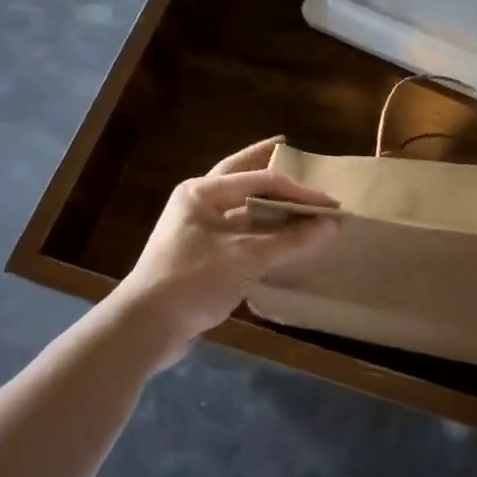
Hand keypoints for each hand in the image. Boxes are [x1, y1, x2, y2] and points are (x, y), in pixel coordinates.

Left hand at [114, 138, 338, 365]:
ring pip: (239, 205)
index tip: (330, 204)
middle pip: (241, 176)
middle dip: (265, 163)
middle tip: (288, 148)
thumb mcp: (245, 258)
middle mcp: (197, 202)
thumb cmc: (192, 280)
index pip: (261, 180)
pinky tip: (278, 231)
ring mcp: (196, 228)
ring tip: (292, 191)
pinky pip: (238, 230)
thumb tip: (332, 225)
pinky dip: (260, 227)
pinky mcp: (200, 254)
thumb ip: (290, 240)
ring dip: (266, 200)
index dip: (299, 191)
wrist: (144, 329)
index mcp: (202, 192)